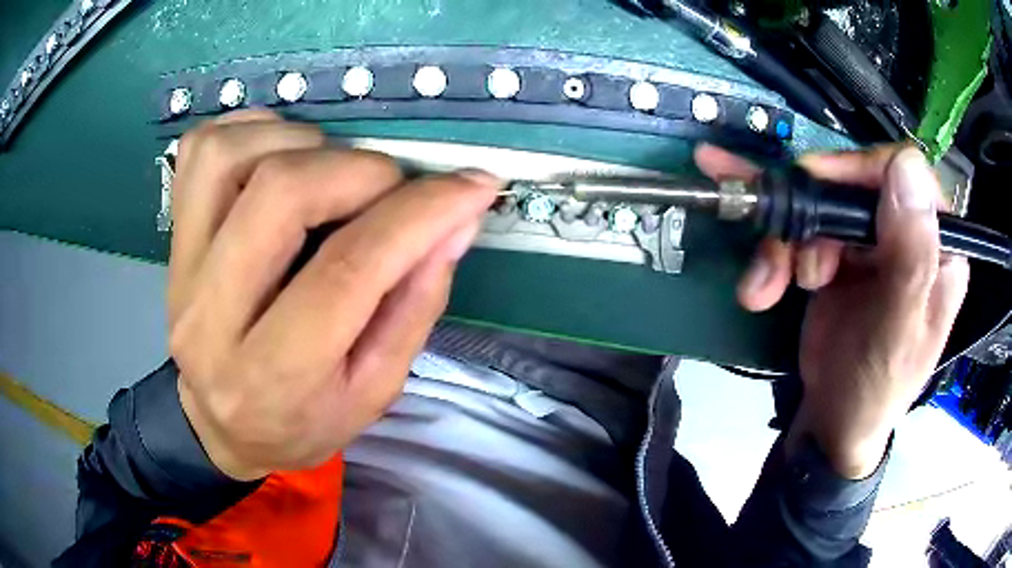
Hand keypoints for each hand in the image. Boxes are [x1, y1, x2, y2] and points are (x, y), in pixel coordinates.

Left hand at [168, 110, 499, 479]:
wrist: (221, 425)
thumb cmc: (303, 420)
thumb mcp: (374, 389)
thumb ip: (416, 305)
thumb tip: (457, 221)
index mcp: (273, 376)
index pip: (347, 272)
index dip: (420, 214)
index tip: (473, 186)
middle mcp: (211, 317)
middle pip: (280, 195)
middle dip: (359, 172)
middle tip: (391, 189)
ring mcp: (180, 269)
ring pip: (231, 157)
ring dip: (301, 144)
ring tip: (331, 175)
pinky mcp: (171, 238)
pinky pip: (202, 149)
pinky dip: (252, 131)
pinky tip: (281, 156)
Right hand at [695, 144, 969, 478]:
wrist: (832, 426)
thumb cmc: (873, 390)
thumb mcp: (897, 334)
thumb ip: (911, 259)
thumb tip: (907, 167)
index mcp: (938, 247)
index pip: (906, 173)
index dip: (861, 172)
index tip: (821, 194)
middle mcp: (906, 233)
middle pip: (854, 184)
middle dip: (811, 213)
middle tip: (782, 251)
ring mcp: (870, 243)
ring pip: (820, 205)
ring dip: (783, 241)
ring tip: (765, 287)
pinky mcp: (838, 255)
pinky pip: (801, 231)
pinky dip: (773, 253)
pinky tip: (760, 288)